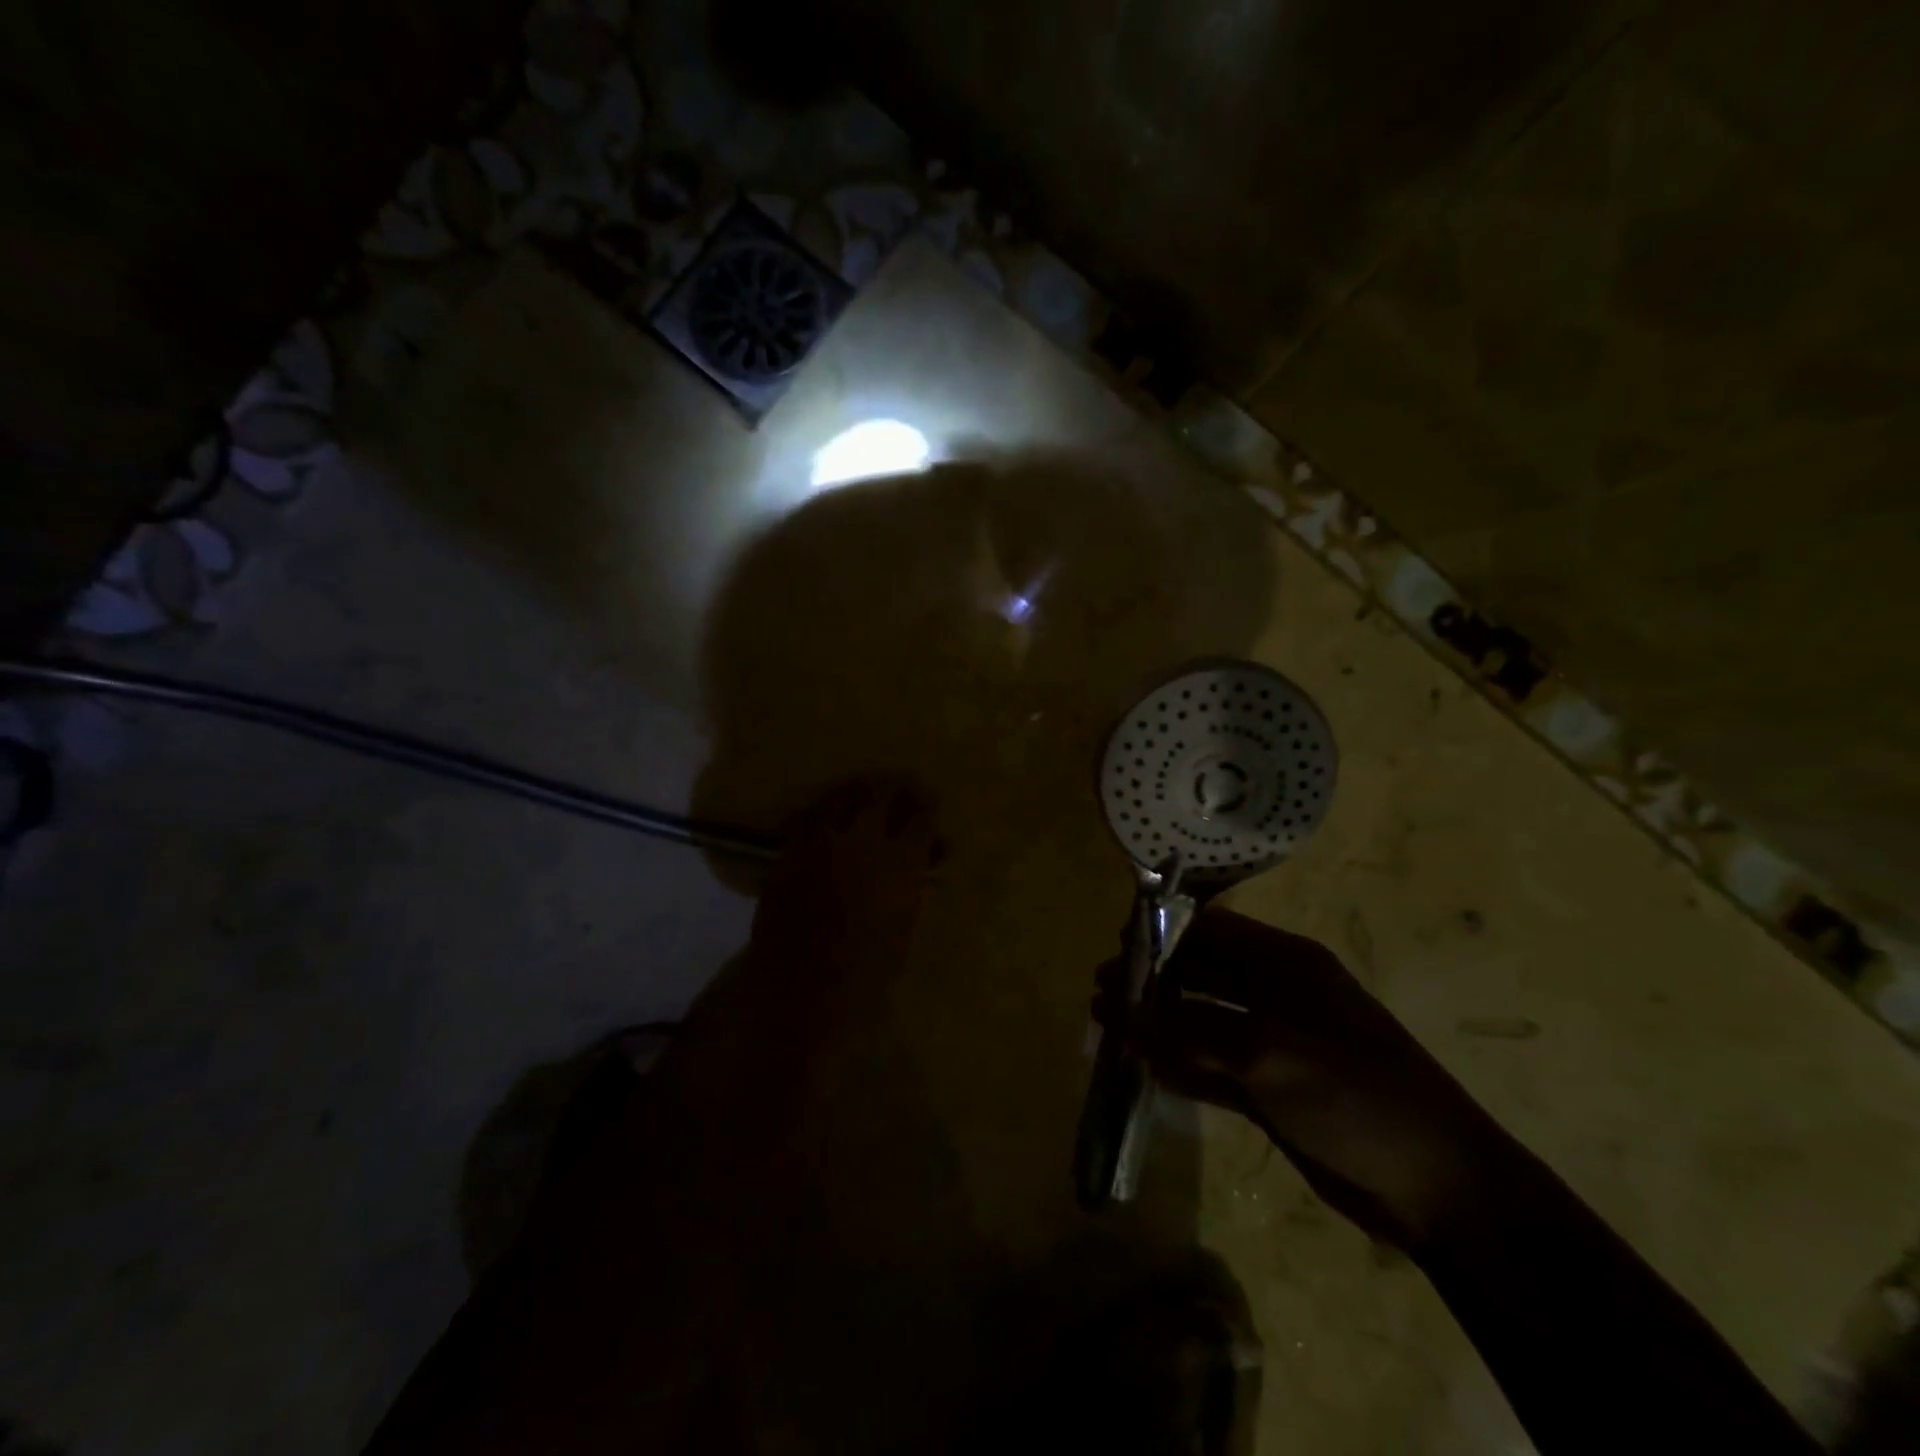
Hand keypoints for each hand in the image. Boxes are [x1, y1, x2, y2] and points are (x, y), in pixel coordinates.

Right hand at [1104, 908, 1515, 1249]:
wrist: (1439, 1188)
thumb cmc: (1354, 1095)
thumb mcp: (1266, 1053)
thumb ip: (1186, 1029)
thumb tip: (1117, 1011)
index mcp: (1284, 962)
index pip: (1209, 928)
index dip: (1160, 933)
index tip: (1114, 951)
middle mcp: (1275, 992)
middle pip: (1200, 973)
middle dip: (1152, 981)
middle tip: (1102, 996)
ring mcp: (1273, 1042)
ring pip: (1201, 1020)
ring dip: (1159, 1025)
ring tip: (1108, 1030)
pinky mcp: (1271, 1087)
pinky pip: (1212, 1065)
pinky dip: (1180, 1065)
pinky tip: (1144, 1069)